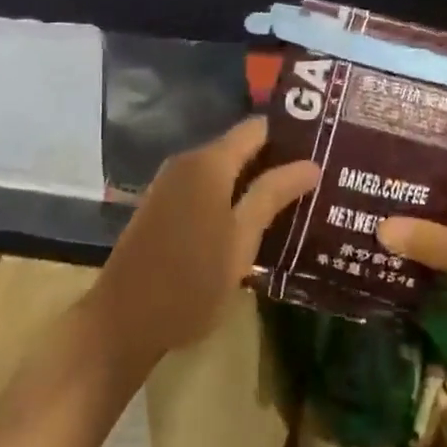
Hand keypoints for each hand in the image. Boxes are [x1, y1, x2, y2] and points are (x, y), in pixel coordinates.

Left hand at [90, 117, 317, 370]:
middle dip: (275, 161)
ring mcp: (171, 183)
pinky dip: (230, 196)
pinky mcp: (163, 205)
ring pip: (222, 170)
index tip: (322, 147)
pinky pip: (206, 187)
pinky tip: (254, 220)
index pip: (256, 128)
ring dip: (253, 182)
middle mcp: (188, 161)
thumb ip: (272, 195)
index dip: (289, 134)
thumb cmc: (191, 280)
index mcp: (209, 162)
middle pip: (239, 147)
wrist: (124, 318)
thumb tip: (311, 163)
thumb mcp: (241, 240)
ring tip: (294, 200)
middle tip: (316, 179)